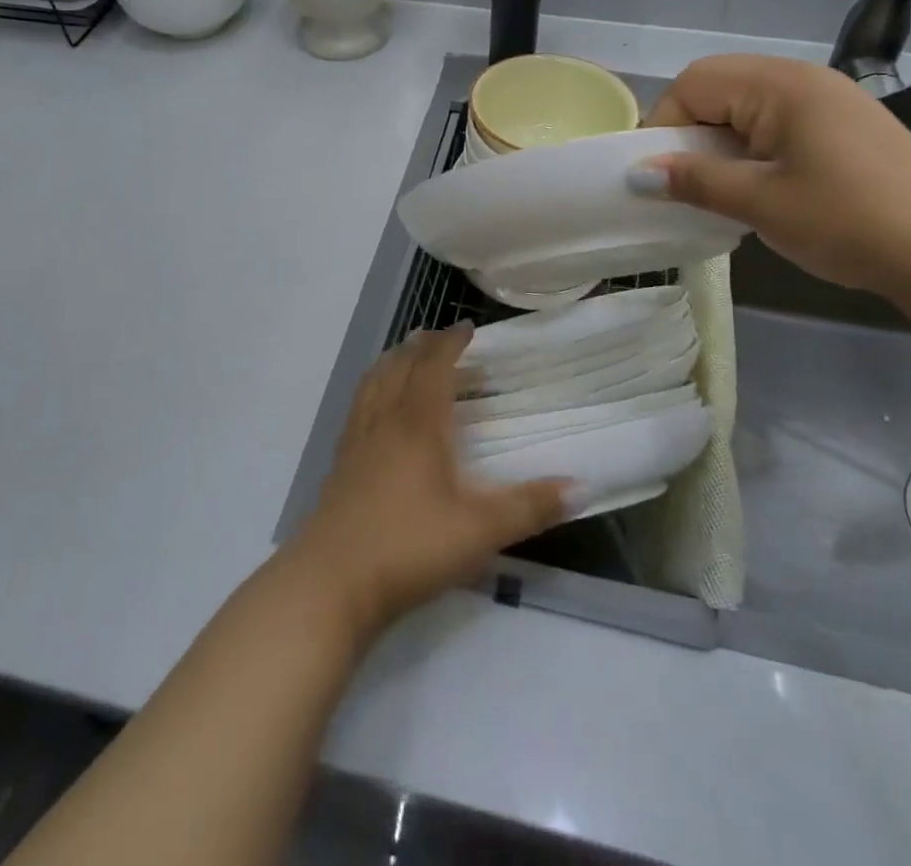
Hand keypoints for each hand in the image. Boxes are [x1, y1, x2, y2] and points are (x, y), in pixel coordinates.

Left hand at [288, 326, 569, 640]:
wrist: (330, 584)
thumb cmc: (409, 548)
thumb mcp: (479, 532)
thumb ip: (529, 507)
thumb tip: (580, 486)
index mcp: (417, 425)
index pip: (434, 367)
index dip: (450, 343)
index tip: (467, 327)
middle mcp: (384, 422)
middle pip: (400, 367)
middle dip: (421, 347)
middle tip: (438, 336)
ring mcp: (357, 443)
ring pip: (373, 384)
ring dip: (392, 362)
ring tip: (403, 355)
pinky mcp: (339, 466)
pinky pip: (358, 408)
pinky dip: (371, 390)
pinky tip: (375, 409)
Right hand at [639, 55, 910, 306]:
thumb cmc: (849, 220)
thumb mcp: (761, 203)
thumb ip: (694, 180)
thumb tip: (637, 174)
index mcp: (779, 85)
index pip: (693, 84)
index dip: (665, 126)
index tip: (658, 177)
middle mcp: (802, 78)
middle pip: (718, 86)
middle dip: (690, 131)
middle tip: (687, 181)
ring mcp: (827, 99)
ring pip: (745, 105)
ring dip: (720, 141)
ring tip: (721, 188)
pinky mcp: (843, 125)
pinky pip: (775, 120)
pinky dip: (751, 147)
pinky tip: (761, 186)